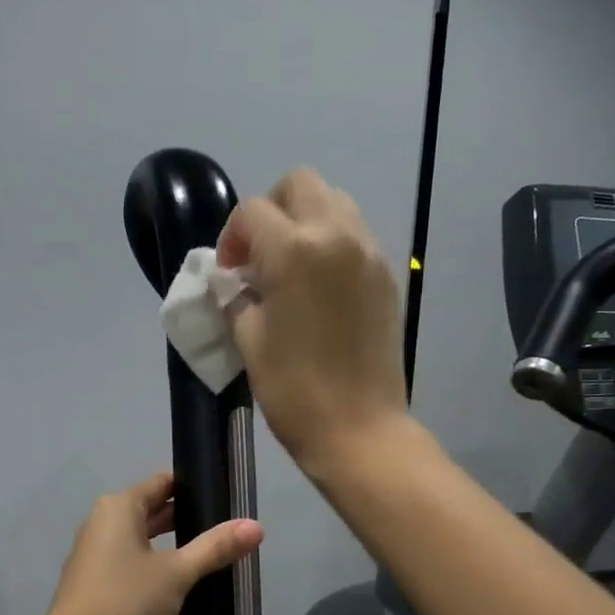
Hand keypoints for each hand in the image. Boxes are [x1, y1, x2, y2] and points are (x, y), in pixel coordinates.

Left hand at [38, 472, 263, 614]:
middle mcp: (101, 522)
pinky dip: (152, 563)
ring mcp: (93, 552)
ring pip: (139, 537)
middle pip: (149, 508)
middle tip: (225, 526)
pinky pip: (128, 560)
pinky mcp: (93, 580)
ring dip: (169, 542)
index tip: (224, 495)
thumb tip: (256, 526)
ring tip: (208, 552)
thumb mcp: (177, 573)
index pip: (161, 482)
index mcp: (119, 507)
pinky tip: (176, 581)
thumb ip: (215, 548)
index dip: (193, 486)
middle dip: (185, 516)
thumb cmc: (125, 601)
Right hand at [217, 168, 408, 478]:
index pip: (252, 212)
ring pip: (333, 202)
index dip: (231, 237)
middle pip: (300, 185)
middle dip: (270, 210)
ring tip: (288, 269)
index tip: (228, 273)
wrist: (359, 429)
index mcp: (294, 250)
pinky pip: (354, 234)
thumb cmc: (294, 390)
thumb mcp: (248, 341)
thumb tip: (232, 282)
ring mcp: (368, 252)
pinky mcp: (386, 274)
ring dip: (303, 221)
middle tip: (257, 256)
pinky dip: (330, 243)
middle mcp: (336, 235)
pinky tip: (317, 287)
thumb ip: (234, 298)